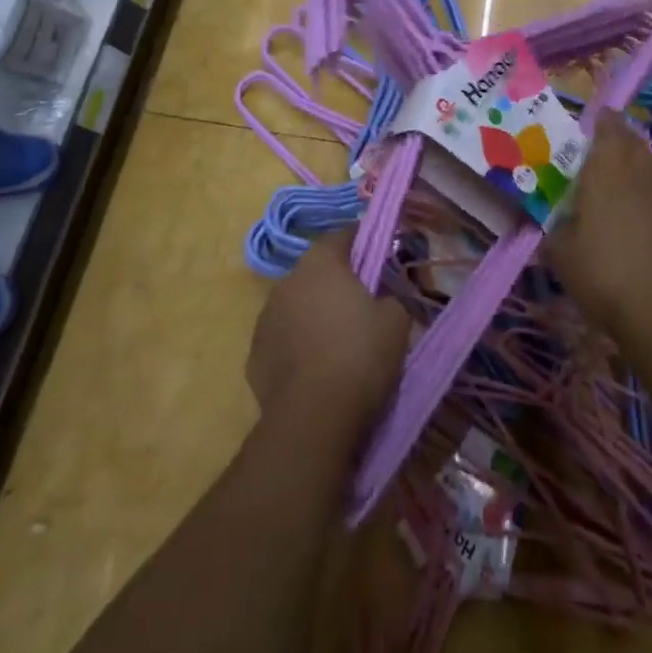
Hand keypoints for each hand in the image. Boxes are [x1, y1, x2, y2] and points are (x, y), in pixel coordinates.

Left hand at [246, 231, 410, 437]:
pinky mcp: (254, 354)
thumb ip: (392, 296)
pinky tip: (315, 367)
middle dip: (336, 281)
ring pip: (296, 304)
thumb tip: (386, 297)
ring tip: (337, 340)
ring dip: (314, 313)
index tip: (379, 256)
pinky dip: (297, 344)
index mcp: (321, 262)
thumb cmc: (360, 355)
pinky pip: (283, 338)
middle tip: (361, 303)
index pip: (342, 235)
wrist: (313, 417)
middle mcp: (288, 281)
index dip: (362, 242)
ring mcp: (265, 318)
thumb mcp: (396, 320)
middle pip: (316, 270)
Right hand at [544, 117, 651, 341]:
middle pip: (639, 144)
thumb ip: (558, 230)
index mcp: (608, 173)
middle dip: (626, 142)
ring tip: (643, 183)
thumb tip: (557, 222)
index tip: (598, 120)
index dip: (604, 121)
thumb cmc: (604, 277)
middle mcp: (644, 175)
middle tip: (614, 154)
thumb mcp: (561, 255)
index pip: (609, 129)